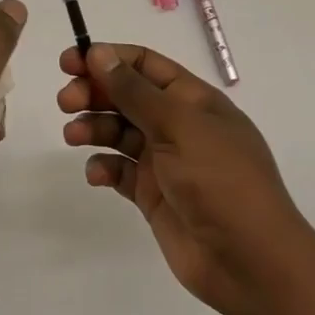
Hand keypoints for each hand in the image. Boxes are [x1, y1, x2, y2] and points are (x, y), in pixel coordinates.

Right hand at [58, 42, 312, 314]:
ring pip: (118, 132)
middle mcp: (178, 125)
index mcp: (193, 100)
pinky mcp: (153, 195)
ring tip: (73, 137)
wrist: (249, 261)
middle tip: (65, 102)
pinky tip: (96, 174)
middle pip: (126, 96)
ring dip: (93, 128)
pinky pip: (119, 171)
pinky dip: (103, 167)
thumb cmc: (220, 180)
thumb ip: (134, 90)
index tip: (70, 62)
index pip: (144, 65)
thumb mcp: (178, 125)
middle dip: (94, 93)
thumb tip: (99, 52)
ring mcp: (165, 161)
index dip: (107, 58)